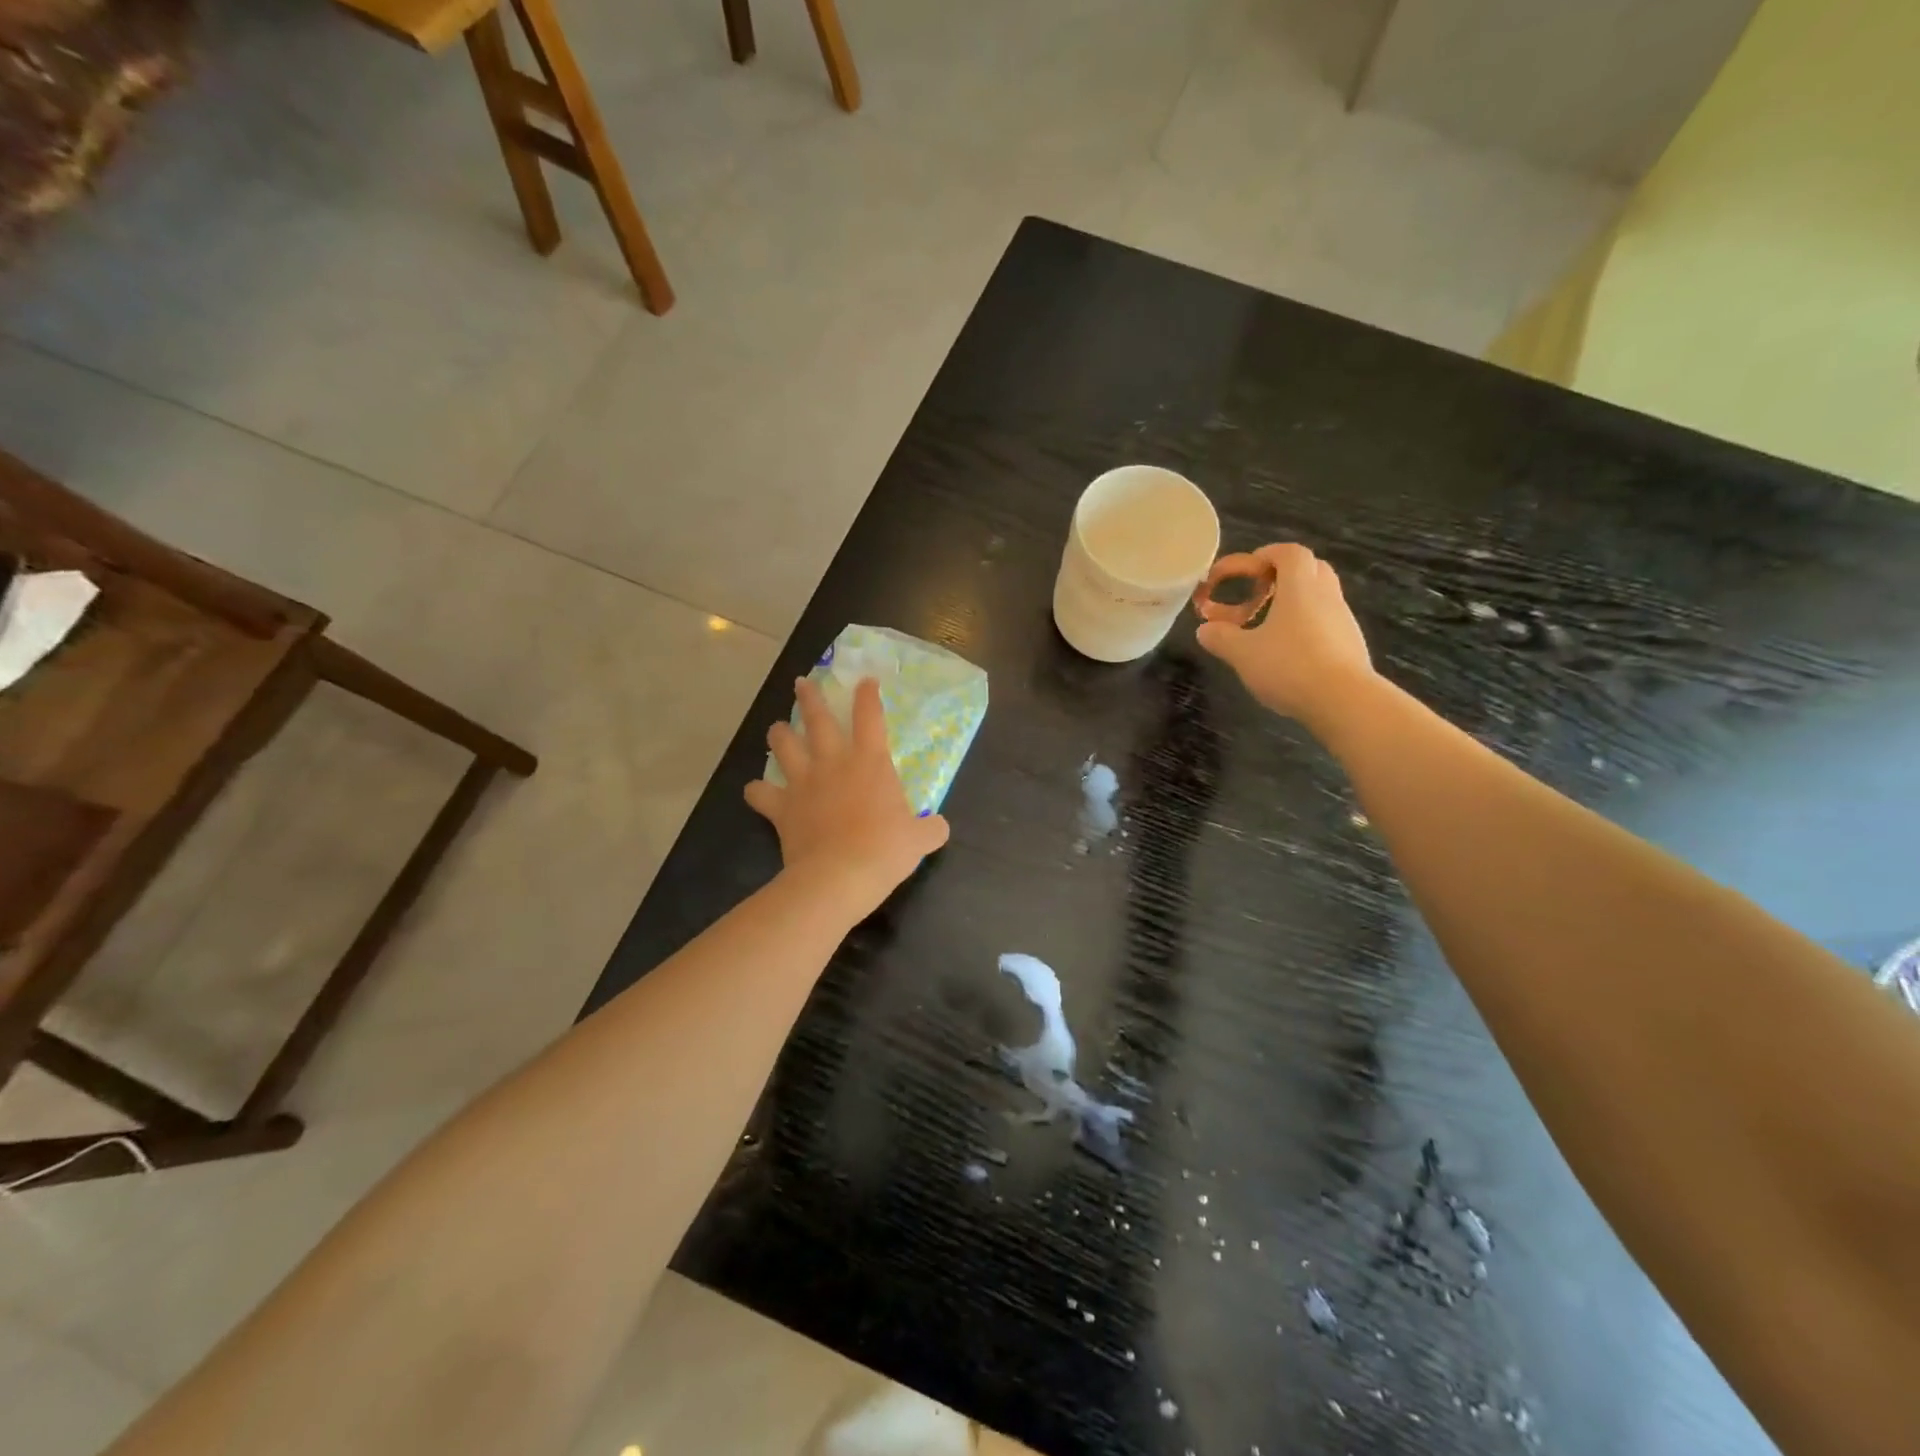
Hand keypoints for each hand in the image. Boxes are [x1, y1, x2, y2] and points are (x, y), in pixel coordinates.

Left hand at [745, 676, 949, 914]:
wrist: (840, 875)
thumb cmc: (885, 850)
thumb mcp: (920, 839)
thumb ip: (931, 828)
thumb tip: (940, 827)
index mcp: (870, 762)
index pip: (870, 717)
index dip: (868, 696)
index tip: (865, 681)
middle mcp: (833, 763)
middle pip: (817, 720)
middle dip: (809, 698)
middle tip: (801, 684)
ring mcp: (804, 783)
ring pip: (784, 746)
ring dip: (779, 734)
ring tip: (776, 728)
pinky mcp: (782, 808)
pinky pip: (760, 793)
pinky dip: (757, 791)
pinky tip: (756, 790)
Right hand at [1194, 543, 1375, 726]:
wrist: (1344, 701)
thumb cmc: (1289, 666)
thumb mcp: (1243, 654)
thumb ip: (1221, 638)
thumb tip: (1204, 630)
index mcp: (1300, 587)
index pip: (1289, 553)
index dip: (1267, 554)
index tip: (1246, 569)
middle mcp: (1326, 595)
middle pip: (1310, 569)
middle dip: (1282, 576)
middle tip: (1258, 593)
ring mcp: (1343, 620)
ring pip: (1319, 597)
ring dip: (1294, 603)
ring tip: (1267, 628)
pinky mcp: (1350, 644)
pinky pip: (1326, 622)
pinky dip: (1306, 627)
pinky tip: (1288, 653)